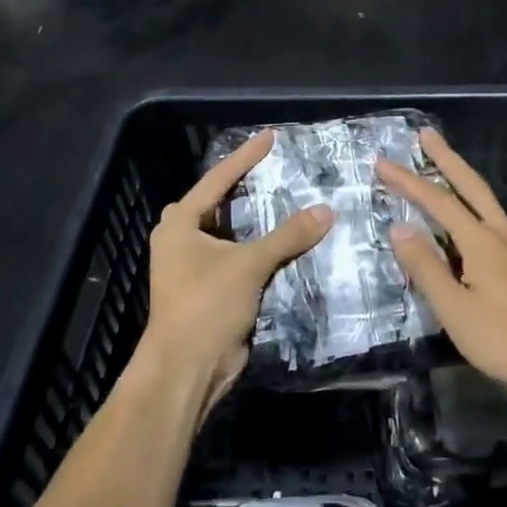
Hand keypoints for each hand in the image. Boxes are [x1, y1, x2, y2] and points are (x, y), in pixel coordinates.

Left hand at [143, 130, 332, 419]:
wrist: (187, 369)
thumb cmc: (206, 305)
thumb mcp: (249, 264)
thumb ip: (287, 235)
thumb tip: (326, 210)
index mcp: (180, 223)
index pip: (218, 179)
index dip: (246, 157)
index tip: (271, 137)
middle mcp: (182, 239)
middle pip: (220, 203)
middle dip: (247, 187)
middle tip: (278, 170)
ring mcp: (194, 266)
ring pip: (231, 233)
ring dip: (257, 222)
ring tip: (288, 201)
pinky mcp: (210, 289)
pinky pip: (238, 258)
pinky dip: (260, 249)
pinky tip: (287, 242)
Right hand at [378, 128, 506, 401]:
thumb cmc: (503, 341)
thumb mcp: (454, 309)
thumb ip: (426, 267)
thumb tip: (400, 227)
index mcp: (483, 242)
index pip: (439, 202)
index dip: (409, 181)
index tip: (382, 163)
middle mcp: (502, 235)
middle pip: (472, 185)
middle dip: (447, 158)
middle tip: (426, 134)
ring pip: (485, 201)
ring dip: (461, 178)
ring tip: (441, 165)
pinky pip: (491, 220)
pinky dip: (471, 204)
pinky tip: (465, 218)